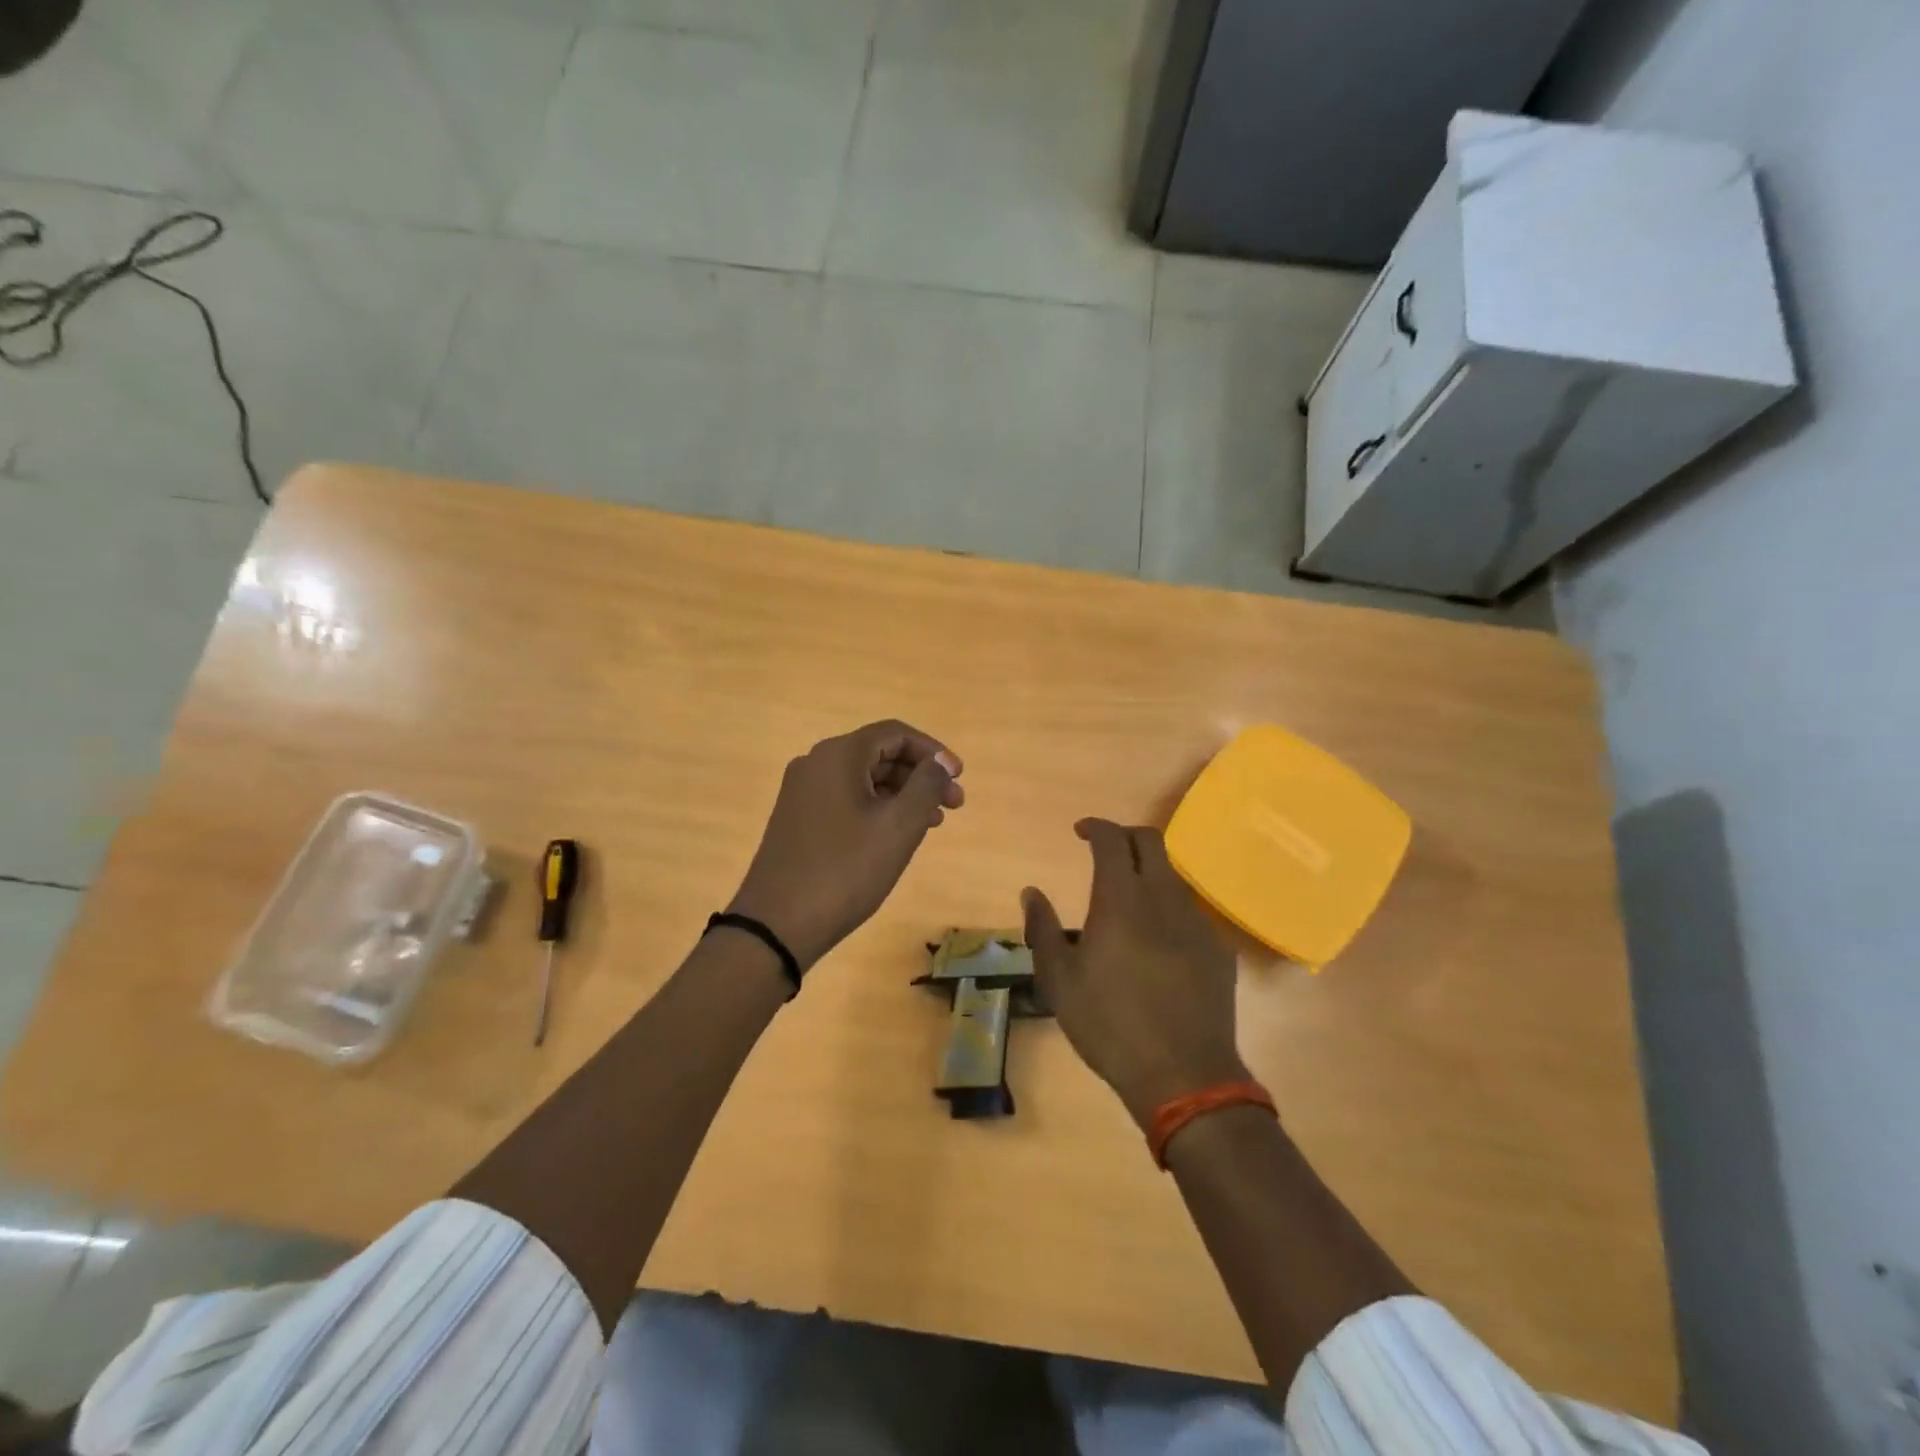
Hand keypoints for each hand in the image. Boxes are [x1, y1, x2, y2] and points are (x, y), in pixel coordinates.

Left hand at [728, 721, 963, 969]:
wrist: (777, 924)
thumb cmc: (846, 870)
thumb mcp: (898, 826)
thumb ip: (926, 785)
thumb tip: (941, 761)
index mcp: (838, 755)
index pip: (896, 733)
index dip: (933, 752)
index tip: (958, 778)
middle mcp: (815, 763)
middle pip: (879, 753)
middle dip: (920, 775)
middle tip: (953, 806)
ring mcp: (802, 792)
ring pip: (864, 779)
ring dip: (902, 794)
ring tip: (932, 824)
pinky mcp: (797, 819)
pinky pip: (846, 799)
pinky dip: (877, 809)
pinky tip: (895, 836)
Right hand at [1023, 819, 1248, 1127]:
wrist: (1184, 1075)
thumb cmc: (1109, 1025)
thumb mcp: (1059, 981)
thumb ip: (1042, 929)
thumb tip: (1031, 893)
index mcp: (1121, 900)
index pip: (1113, 840)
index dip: (1096, 827)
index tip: (1081, 831)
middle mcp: (1163, 898)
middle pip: (1151, 842)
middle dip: (1125, 837)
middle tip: (1104, 852)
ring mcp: (1196, 922)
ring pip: (1172, 877)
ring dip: (1147, 875)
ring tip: (1126, 905)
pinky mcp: (1218, 949)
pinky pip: (1189, 912)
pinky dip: (1167, 910)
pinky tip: (1155, 946)